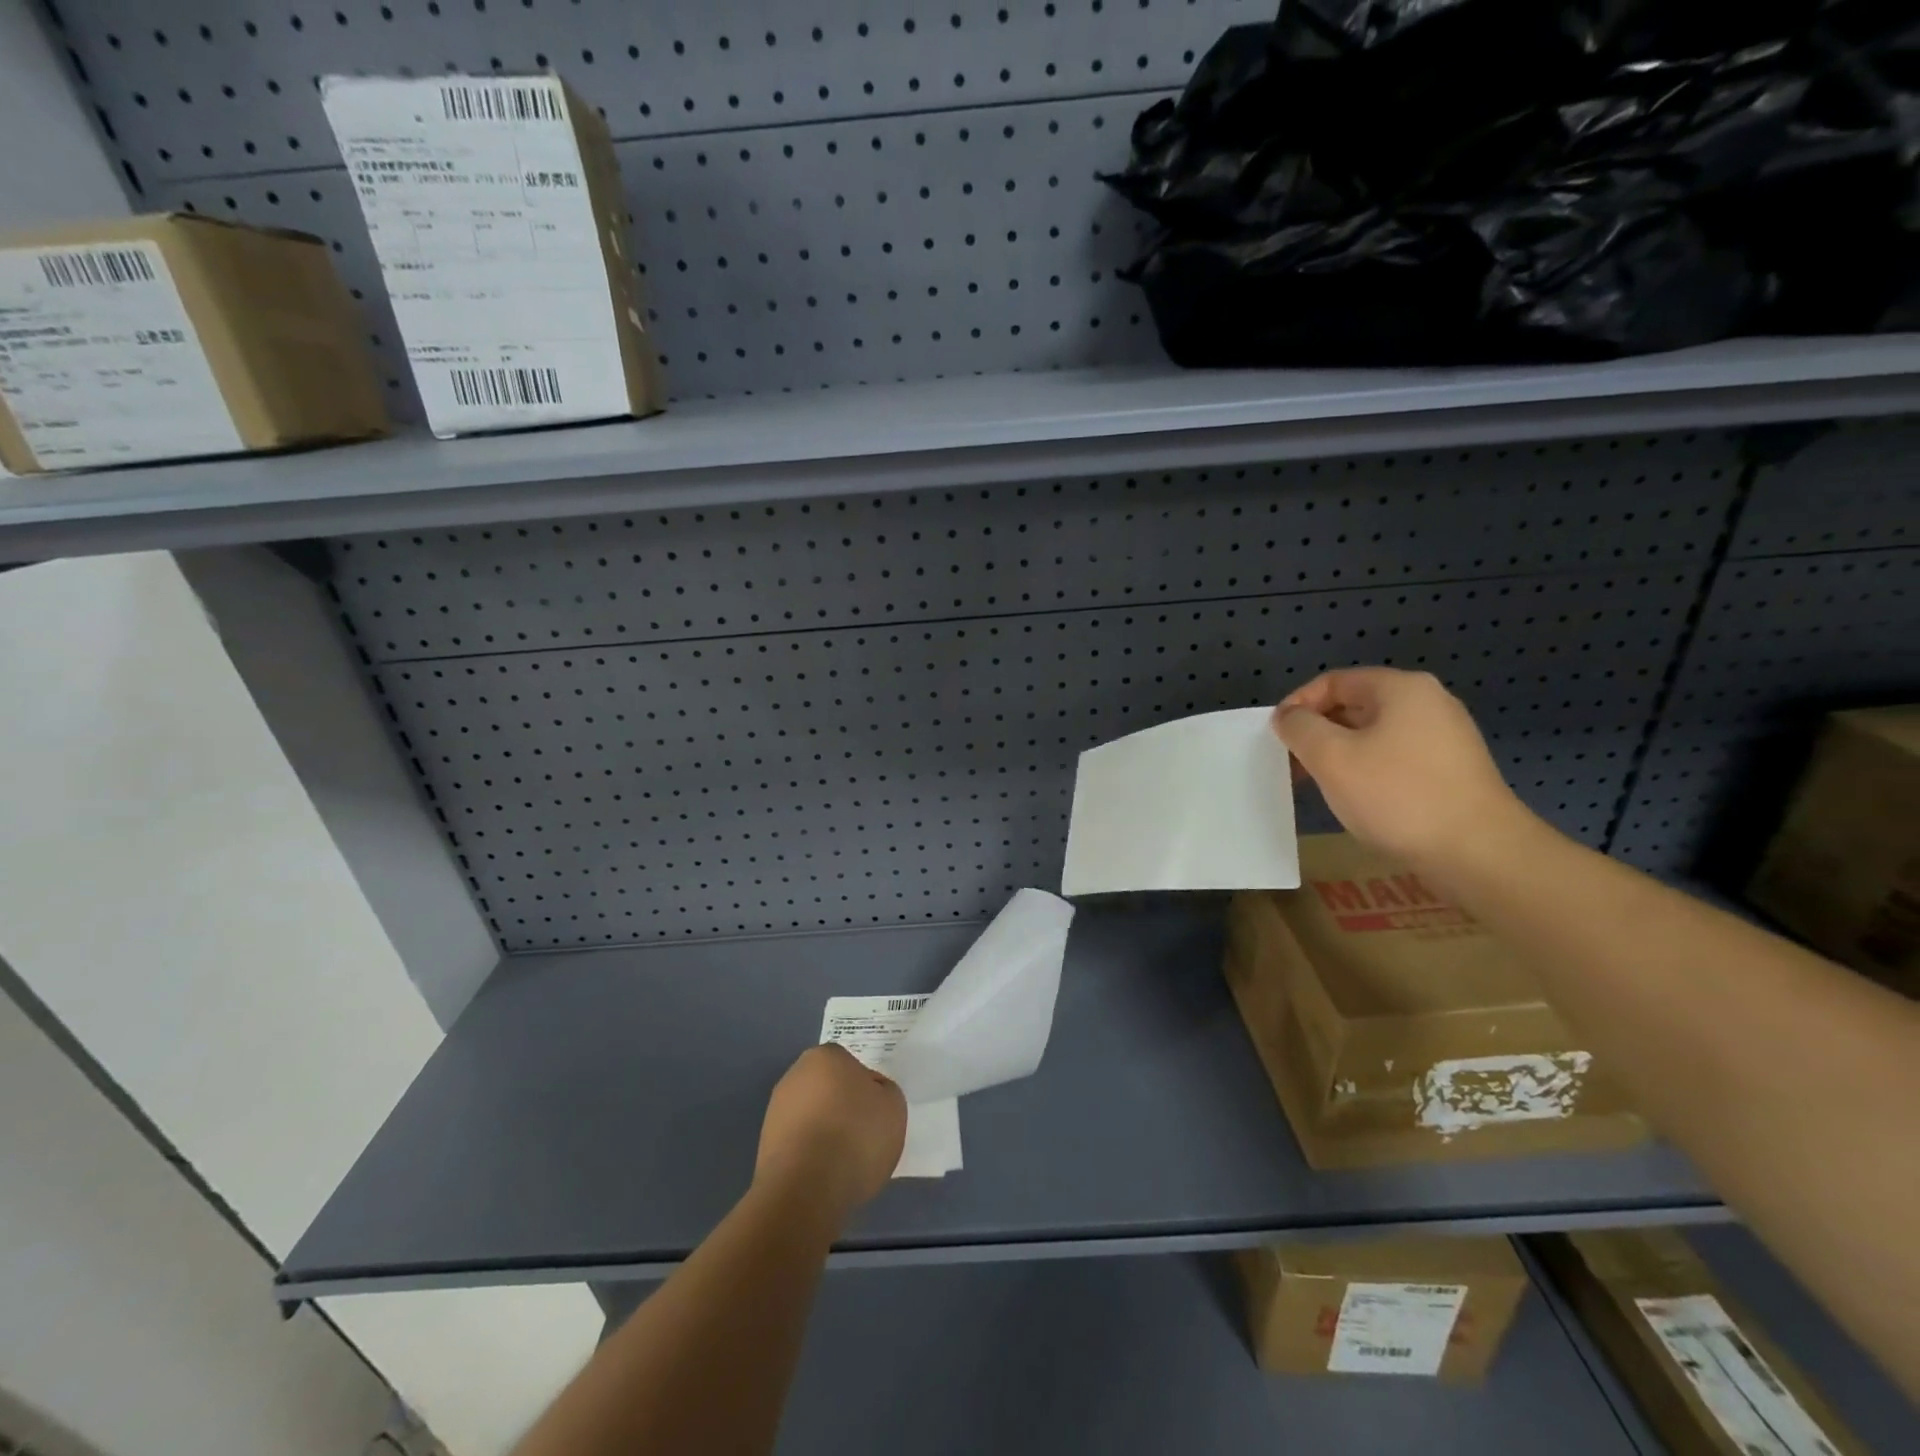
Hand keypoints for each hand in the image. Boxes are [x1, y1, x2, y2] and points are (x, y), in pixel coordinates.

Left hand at [754, 1044, 906, 1223]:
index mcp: (826, 1056)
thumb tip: (869, 1094)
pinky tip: (823, 1175)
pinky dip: (810, 1155)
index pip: (851, 1066)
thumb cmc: (855, 1136)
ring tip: (843, 1163)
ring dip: (825, 1133)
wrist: (805, 1190)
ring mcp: (776, 1110)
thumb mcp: (894, 1107)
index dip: (866, 1090)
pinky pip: (799, 1143)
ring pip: (812, 1117)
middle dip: (842, 1108)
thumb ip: (884, 1092)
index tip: (875, 1114)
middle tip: (862, 1136)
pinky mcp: (765, 1145)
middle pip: (828, 1089)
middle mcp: (795, 1075)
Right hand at [1272, 667, 1533, 872]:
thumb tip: (1288, 717)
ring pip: (1374, 734)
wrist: (1478, 853)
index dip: (1297, 705)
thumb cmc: (1397, 795)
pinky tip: (1356, 799)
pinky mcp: (1452, 769)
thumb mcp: (1331, 757)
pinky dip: (1367, 769)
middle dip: (1317, 732)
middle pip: (1354, 705)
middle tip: (1292, 764)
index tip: (1276, 738)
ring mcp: (1445, 737)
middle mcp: (1428, 703)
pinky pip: (1395, 756)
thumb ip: (1300, 728)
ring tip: (1318, 784)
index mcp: (1401, 689)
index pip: (1333, 681)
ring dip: (1339, 753)